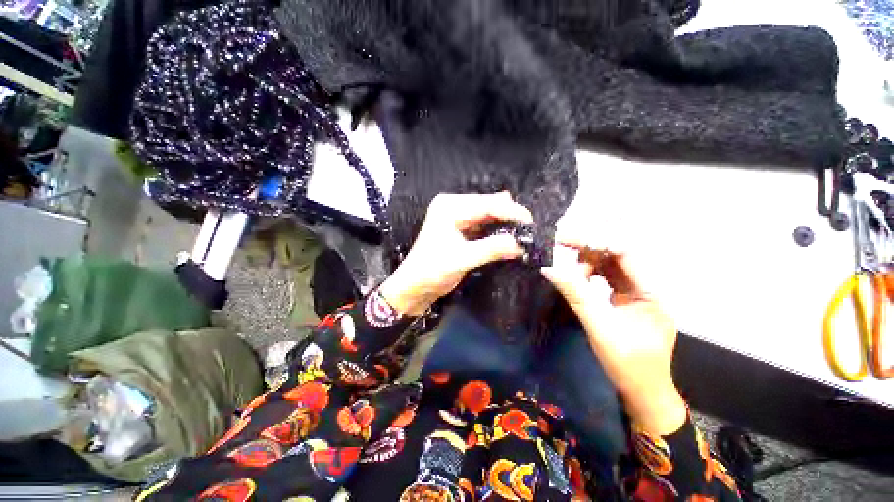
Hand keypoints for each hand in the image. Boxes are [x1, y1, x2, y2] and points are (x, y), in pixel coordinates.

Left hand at [380, 192, 532, 315]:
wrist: (414, 286)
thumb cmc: (431, 270)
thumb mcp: (462, 259)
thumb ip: (491, 249)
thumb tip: (521, 244)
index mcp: (449, 207)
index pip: (486, 204)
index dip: (511, 211)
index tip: (532, 222)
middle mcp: (453, 207)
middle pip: (488, 206)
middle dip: (509, 217)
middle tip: (530, 230)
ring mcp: (457, 218)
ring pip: (488, 216)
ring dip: (505, 225)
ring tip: (524, 234)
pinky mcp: (461, 230)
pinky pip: (484, 226)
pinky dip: (497, 232)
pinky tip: (510, 238)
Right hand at [541, 229, 686, 435]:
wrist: (643, 394)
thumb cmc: (629, 366)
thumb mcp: (600, 329)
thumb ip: (576, 295)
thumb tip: (549, 269)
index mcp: (651, 292)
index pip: (625, 252)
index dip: (595, 242)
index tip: (564, 239)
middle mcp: (647, 287)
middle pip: (616, 256)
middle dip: (587, 253)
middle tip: (559, 253)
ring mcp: (637, 293)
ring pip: (609, 265)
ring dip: (586, 266)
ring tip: (569, 277)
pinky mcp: (626, 300)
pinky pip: (606, 278)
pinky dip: (589, 276)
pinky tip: (577, 282)